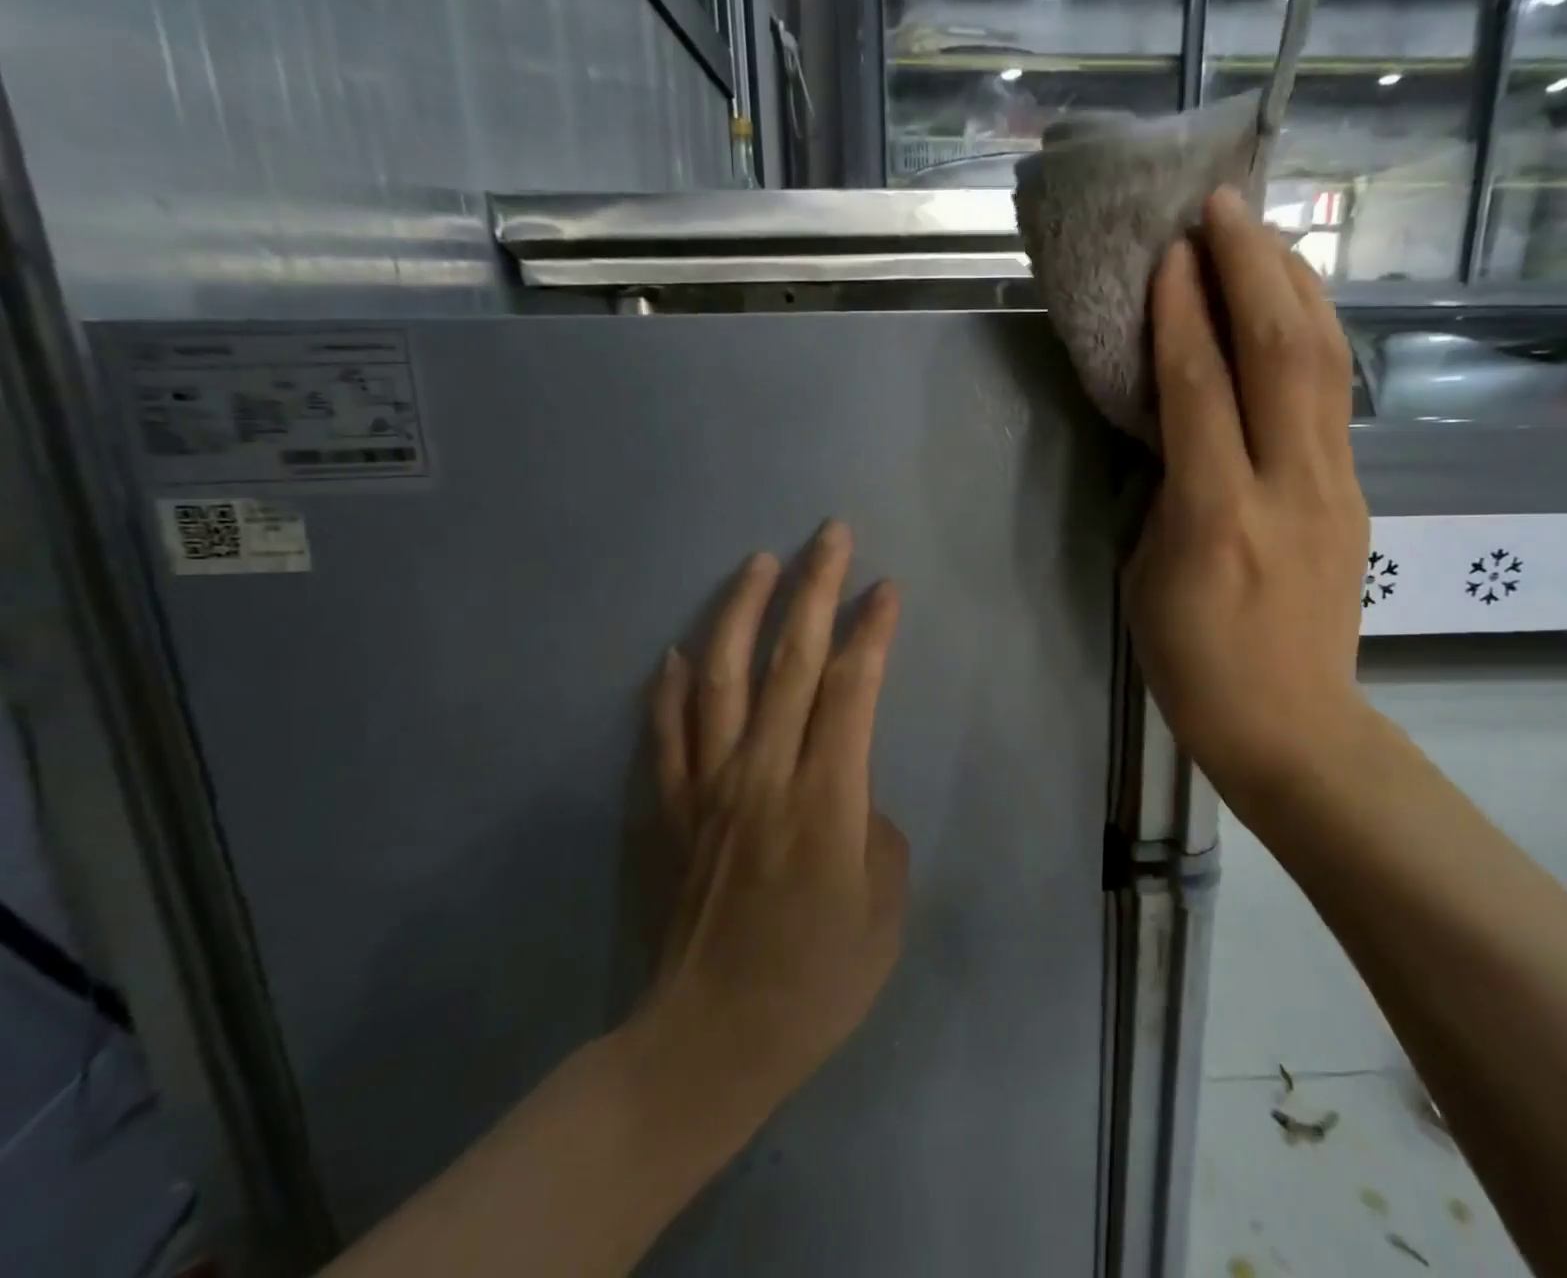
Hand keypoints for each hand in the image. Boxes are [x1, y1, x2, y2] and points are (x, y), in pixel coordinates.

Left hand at [631, 523, 908, 1125]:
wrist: (709, 1045)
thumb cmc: (817, 983)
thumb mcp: (885, 911)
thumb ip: (875, 830)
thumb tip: (850, 791)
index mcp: (825, 798)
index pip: (853, 688)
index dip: (872, 631)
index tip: (887, 589)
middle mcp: (763, 774)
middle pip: (791, 660)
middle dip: (815, 589)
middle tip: (830, 534)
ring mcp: (707, 787)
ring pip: (720, 677)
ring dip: (741, 612)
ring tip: (759, 562)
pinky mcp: (670, 810)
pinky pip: (665, 733)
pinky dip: (668, 687)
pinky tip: (674, 651)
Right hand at [1124, 189, 1372, 799]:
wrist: (1289, 722)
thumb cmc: (1192, 659)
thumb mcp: (1145, 574)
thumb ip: (1162, 489)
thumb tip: (1172, 426)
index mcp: (1217, 515)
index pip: (1201, 389)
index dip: (1183, 313)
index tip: (1170, 252)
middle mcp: (1288, 485)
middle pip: (1281, 352)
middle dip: (1252, 268)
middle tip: (1224, 206)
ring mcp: (1334, 485)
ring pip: (1325, 361)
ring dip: (1294, 285)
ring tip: (1266, 233)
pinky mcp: (1354, 492)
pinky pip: (1336, 395)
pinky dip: (1314, 334)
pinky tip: (1295, 306)